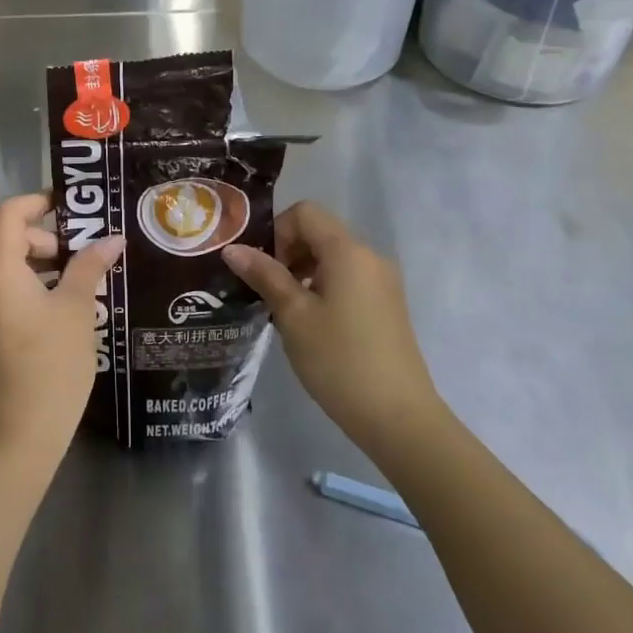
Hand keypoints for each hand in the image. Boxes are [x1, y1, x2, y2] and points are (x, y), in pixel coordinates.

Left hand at [0, 192, 123, 472]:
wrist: (15, 441)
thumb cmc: (50, 366)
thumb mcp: (77, 310)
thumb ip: (89, 266)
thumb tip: (110, 238)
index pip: (11, 213)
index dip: (40, 201)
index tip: (74, 207)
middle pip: (10, 242)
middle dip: (49, 241)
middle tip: (87, 257)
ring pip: (8, 274)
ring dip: (43, 270)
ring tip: (82, 288)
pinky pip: (4, 300)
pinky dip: (31, 295)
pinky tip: (62, 319)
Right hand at [223, 202, 442, 449]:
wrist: (400, 420)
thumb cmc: (340, 361)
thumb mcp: (293, 316)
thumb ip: (264, 275)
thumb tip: (232, 248)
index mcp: (347, 251)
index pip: (305, 212)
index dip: (277, 231)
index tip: (264, 269)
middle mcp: (370, 257)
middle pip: (320, 232)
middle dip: (288, 252)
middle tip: (268, 290)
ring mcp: (383, 282)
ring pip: (333, 257)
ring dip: (304, 272)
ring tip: (287, 311)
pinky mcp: (387, 306)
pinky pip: (349, 279)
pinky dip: (325, 287)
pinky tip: (313, 325)